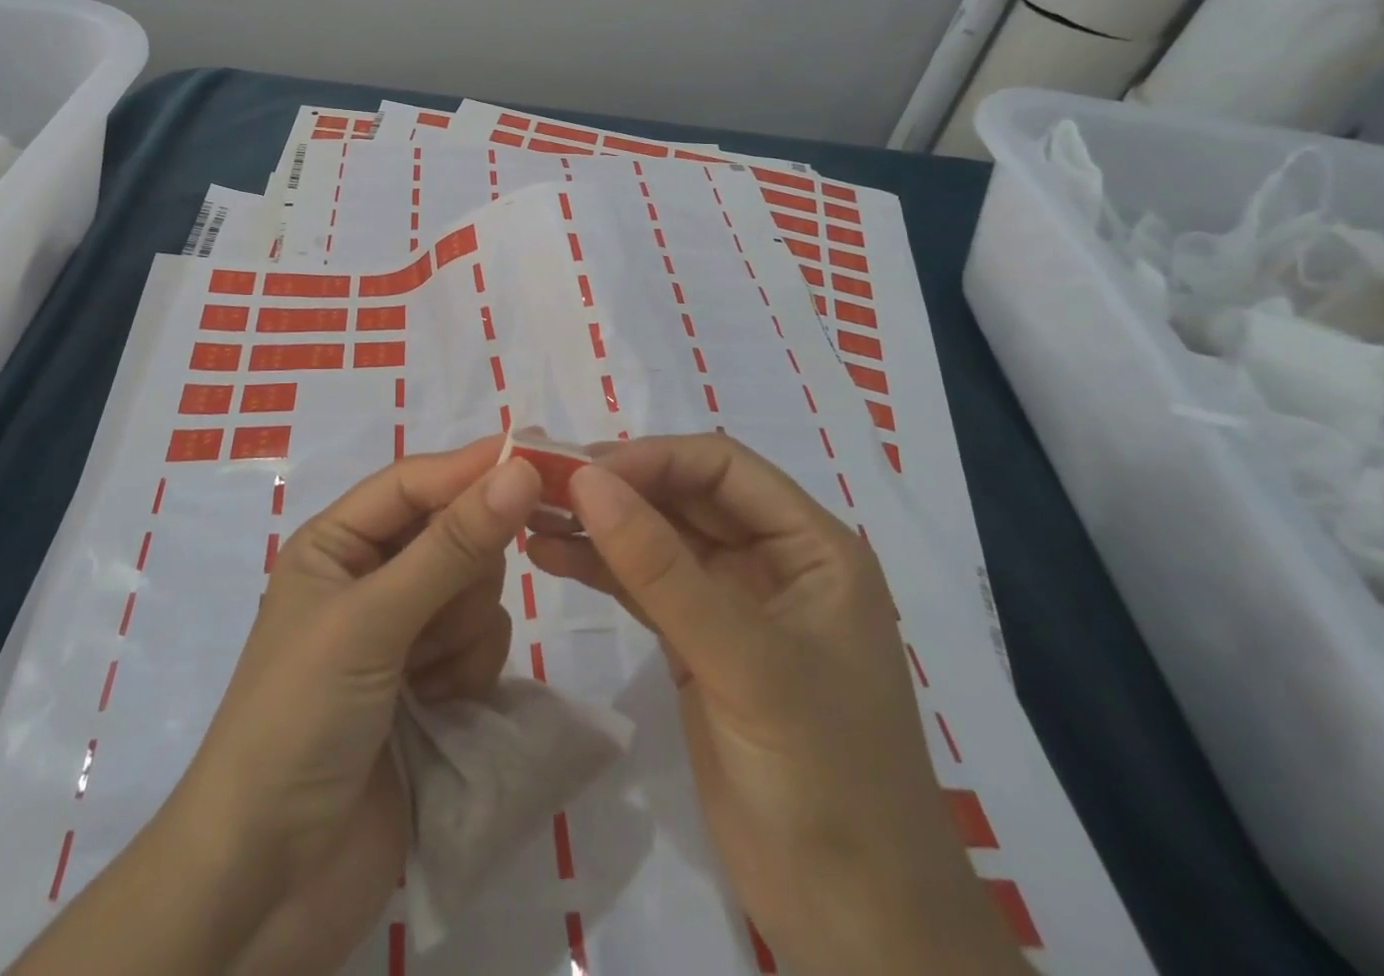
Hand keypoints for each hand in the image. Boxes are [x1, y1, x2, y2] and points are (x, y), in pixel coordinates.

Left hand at [15, 438, 543, 975]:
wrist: (272, 880)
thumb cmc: (302, 719)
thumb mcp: (371, 620)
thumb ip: (451, 546)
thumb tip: (519, 470)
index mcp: (336, 542)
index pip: (414, 482)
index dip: (469, 468)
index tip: (534, 458)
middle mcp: (370, 576)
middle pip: (453, 534)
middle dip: (461, 573)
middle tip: (437, 616)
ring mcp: (403, 632)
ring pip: (475, 590)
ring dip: (462, 631)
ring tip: (424, 676)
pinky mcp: (432, 684)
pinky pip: (482, 643)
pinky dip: (469, 671)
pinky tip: (438, 707)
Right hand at [527, 434, 1026, 975]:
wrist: (854, 925)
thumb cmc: (824, 777)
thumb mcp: (743, 660)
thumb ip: (660, 568)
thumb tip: (586, 480)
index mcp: (810, 546)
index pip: (722, 467)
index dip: (652, 458)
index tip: (582, 471)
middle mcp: (772, 560)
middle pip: (683, 496)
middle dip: (615, 487)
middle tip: (539, 484)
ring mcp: (731, 603)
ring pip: (656, 538)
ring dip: (598, 525)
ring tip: (529, 514)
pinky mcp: (697, 643)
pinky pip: (642, 586)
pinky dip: (598, 568)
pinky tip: (547, 556)